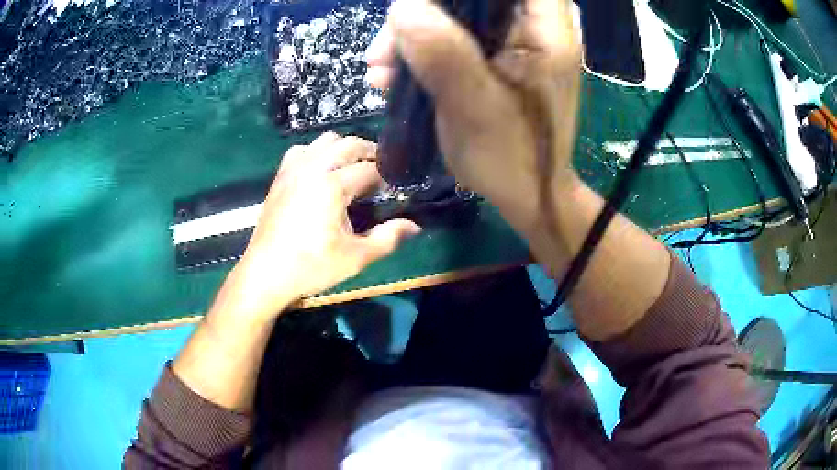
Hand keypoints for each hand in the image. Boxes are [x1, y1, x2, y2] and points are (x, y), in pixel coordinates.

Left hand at [212, 133, 420, 322]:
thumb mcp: (356, 257)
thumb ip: (388, 238)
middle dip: (370, 152)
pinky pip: (301, 150)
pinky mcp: (280, 177)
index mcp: (332, 186)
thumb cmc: (311, 267)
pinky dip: (316, 152)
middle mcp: (313, 168)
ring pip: (324, 141)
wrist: (265, 274)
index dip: (387, 176)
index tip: (395, 188)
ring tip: (353, 168)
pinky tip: (320, 171)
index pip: (370, 169)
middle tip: (381, 172)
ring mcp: (293, 170)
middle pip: (348, 144)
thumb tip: (415, 226)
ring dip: (344, 148)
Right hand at [366, 0, 582, 235]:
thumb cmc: (512, 159)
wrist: (526, 196)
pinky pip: (454, 38)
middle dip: (425, 13)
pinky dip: (422, 52)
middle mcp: (534, 28)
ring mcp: (514, 43)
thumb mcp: (474, 107)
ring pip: (457, 15)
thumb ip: (443, 53)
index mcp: (546, 32)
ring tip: (380, 71)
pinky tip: (393, 77)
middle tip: (386, 49)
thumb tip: (402, 7)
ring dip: (414, 36)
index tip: (421, 8)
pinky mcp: (496, 59)